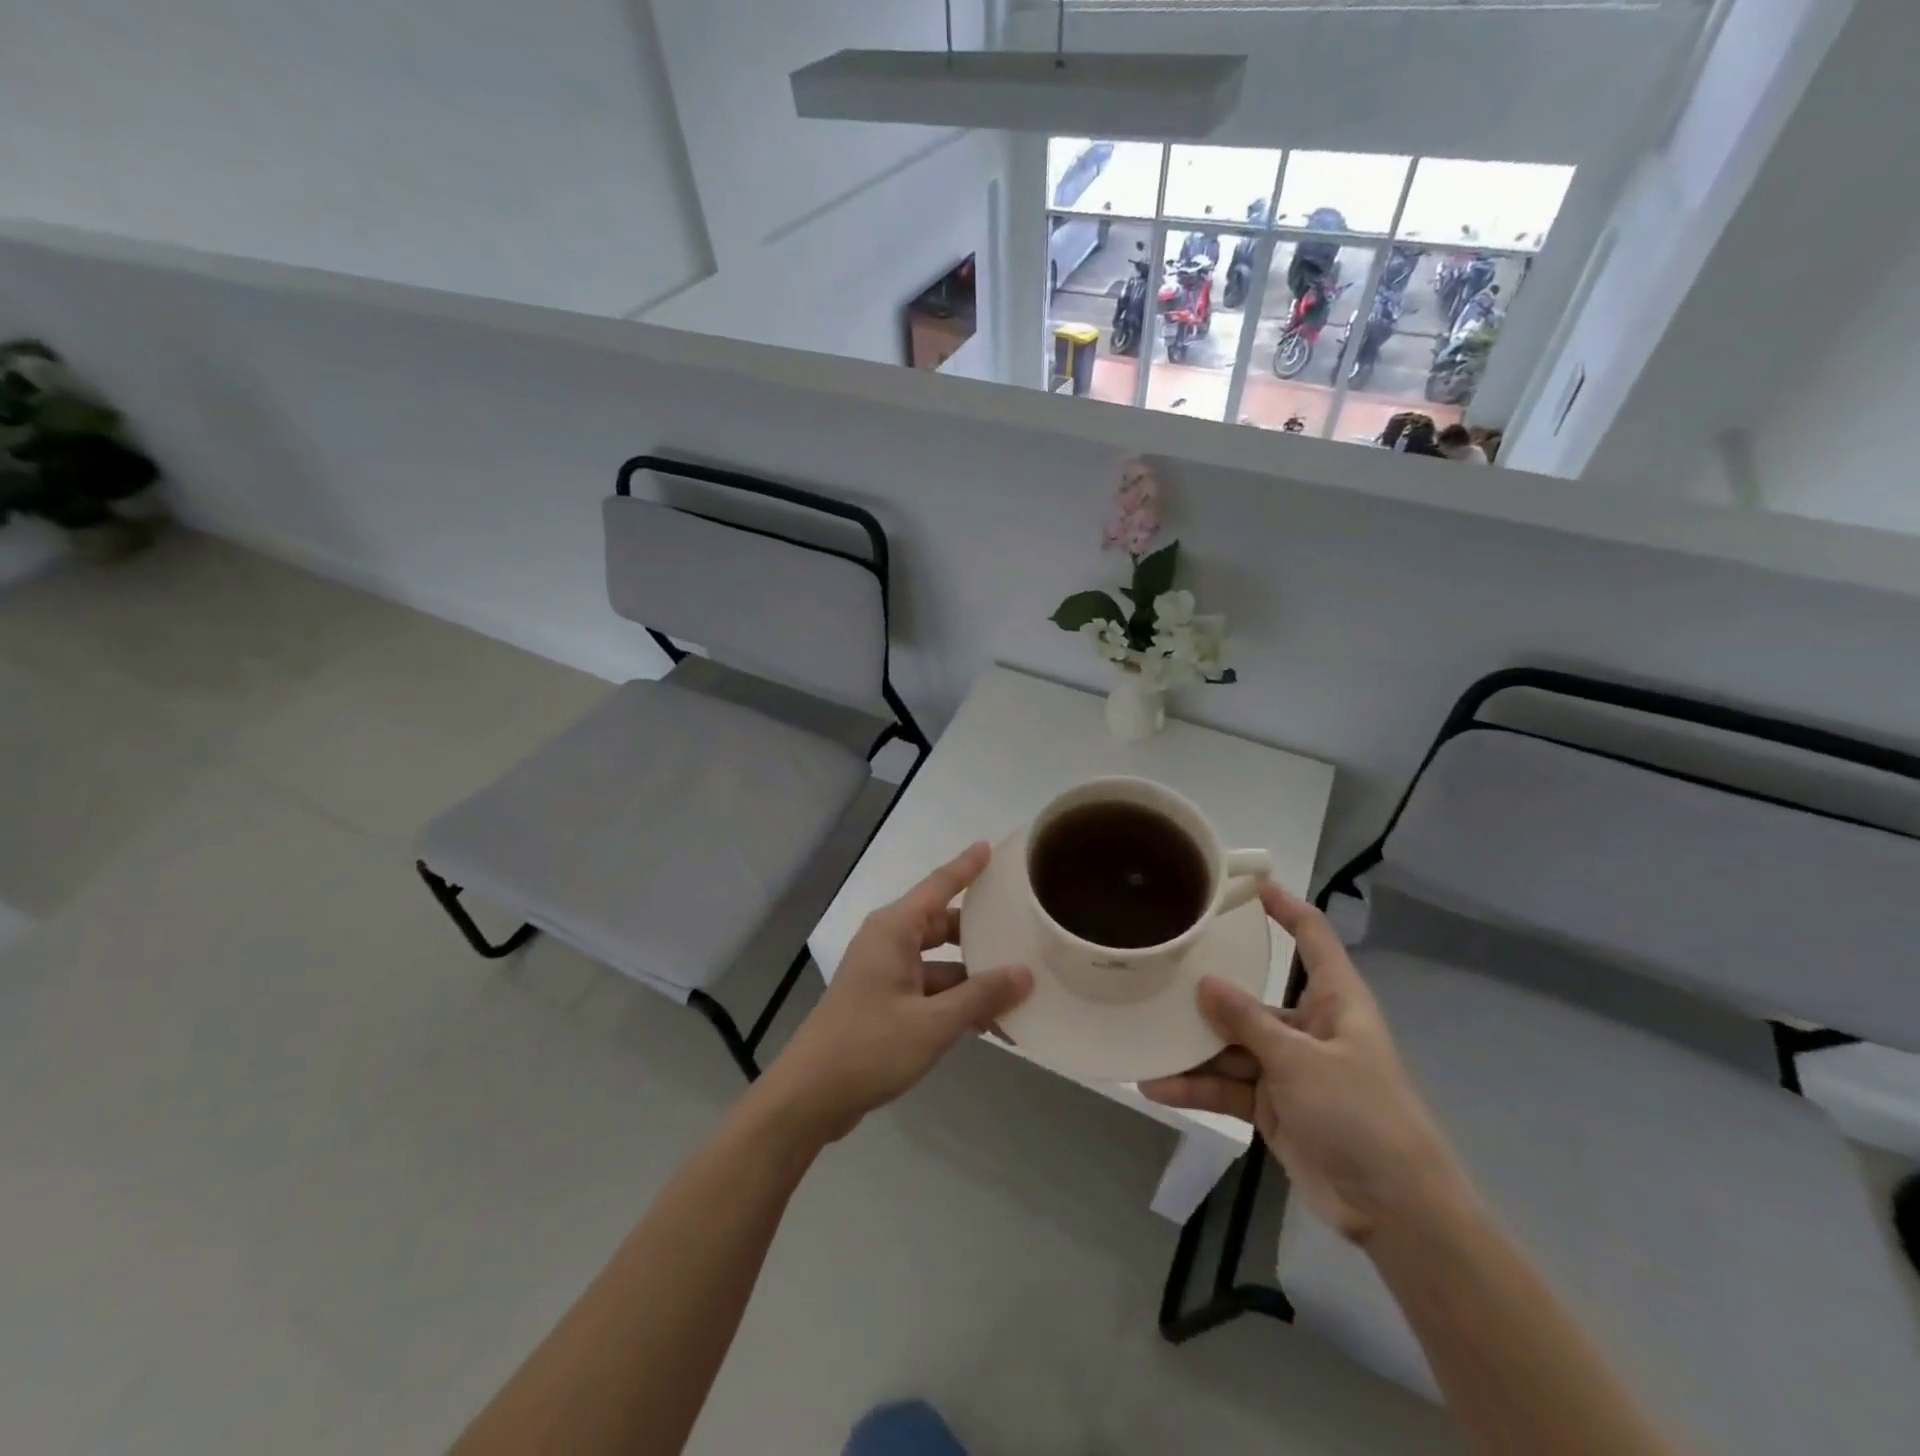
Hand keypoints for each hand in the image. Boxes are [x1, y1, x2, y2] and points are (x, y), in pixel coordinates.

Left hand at [758, 843, 1032, 1143]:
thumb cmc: (869, 1046)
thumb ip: (981, 996)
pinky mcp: (883, 1003)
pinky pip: (928, 990)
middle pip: (943, 926)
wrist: (809, 1096)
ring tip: (1019, 989)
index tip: (990, 847)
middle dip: (980, 933)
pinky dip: (954, 1001)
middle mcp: (888, 943)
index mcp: (894, 930)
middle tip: (1023, 932)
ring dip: (972, 978)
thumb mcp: (933, 1023)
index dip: (966, 867)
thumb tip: (1025, 973)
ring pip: (939, 963)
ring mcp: (884, 974)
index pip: (938, 886)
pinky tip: (988, 1022)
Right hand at [1140, 883, 1470, 1244]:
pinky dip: (1195, 1086)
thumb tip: (1204, 982)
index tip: (1245, 883)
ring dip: (1193, 1047)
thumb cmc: (1361, 1114)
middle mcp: (1308, 1027)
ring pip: (1231, 1045)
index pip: (1311, 936)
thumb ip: (1247, 1020)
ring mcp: (1288, 1068)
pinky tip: (1156, 1085)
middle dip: (1210, 990)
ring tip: (1144, 1035)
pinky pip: (1227, 1086)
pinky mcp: (1272, 1105)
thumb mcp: (1300, 1060)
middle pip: (1253, 997)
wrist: (1394, 1209)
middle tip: (1162, 968)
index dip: (1284, 906)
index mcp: (1334, 1000)